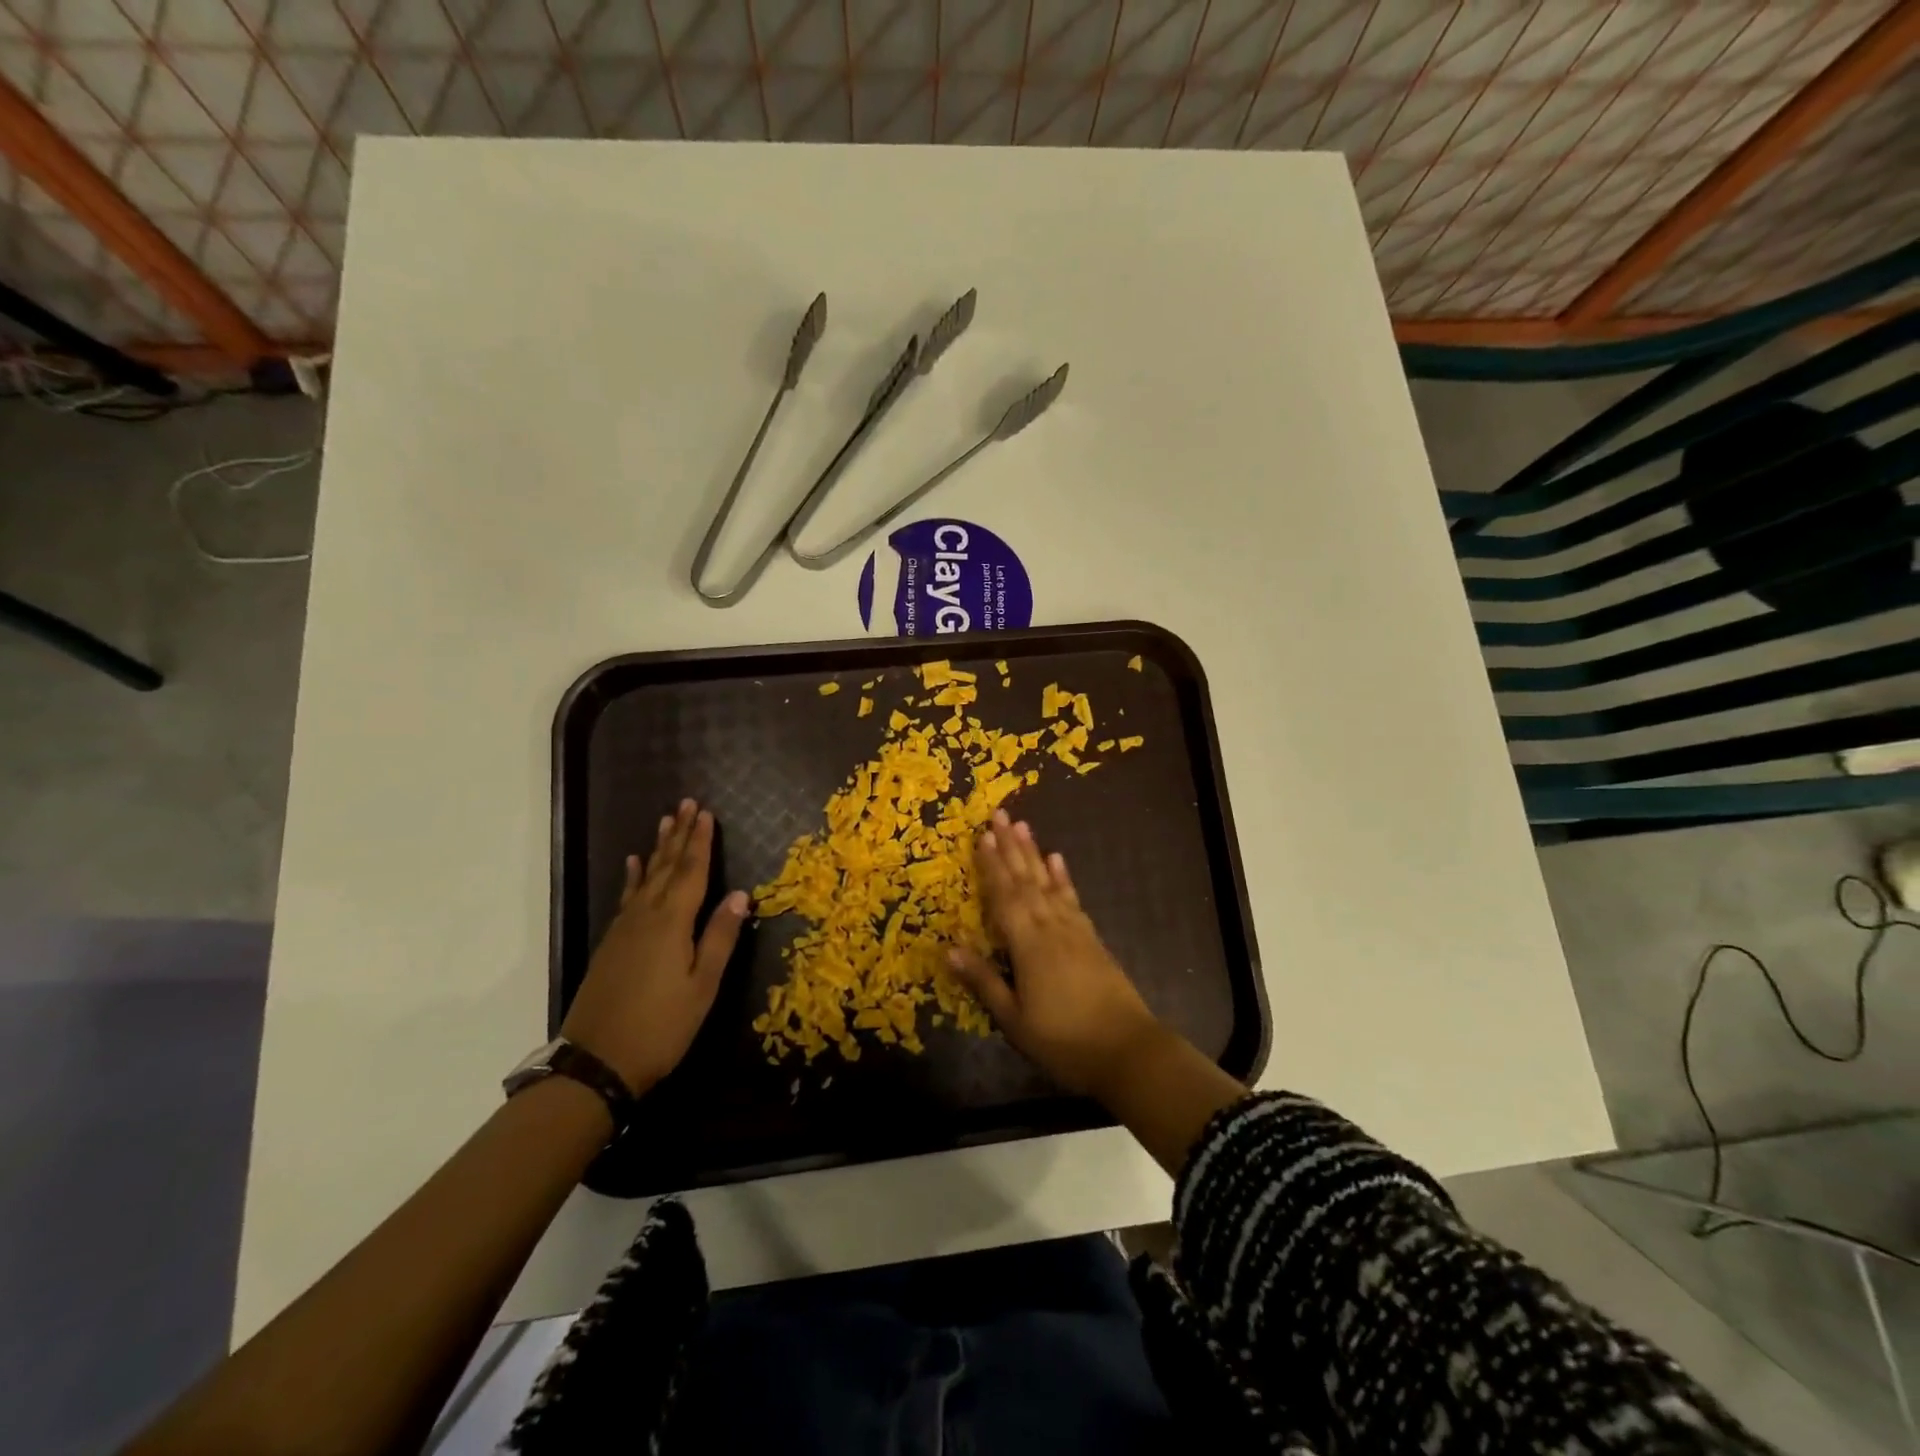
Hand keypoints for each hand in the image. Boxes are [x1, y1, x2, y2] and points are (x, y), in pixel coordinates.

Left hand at [561, 799, 747, 1095]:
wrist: (597, 1062)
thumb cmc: (661, 1026)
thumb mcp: (702, 986)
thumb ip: (720, 937)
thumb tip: (739, 894)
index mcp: (672, 923)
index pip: (691, 872)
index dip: (700, 842)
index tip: (706, 813)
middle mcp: (645, 916)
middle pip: (665, 867)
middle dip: (679, 835)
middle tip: (687, 804)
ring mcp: (624, 929)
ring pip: (645, 878)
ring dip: (657, 849)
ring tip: (665, 822)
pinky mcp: (611, 943)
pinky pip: (627, 896)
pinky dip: (633, 877)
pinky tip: (633, 865)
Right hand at [948, 810, 1163, 1096]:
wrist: (1128, 1051)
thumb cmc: (1063, 1040)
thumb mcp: (1015, 1019)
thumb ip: (985, 981)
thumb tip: (950, 948)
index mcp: (1028, 944)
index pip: (1004, 897)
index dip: (992, 866)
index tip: (982, 836)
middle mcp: (1051, 927)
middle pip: (1026, 880)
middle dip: (1011, 847)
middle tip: (1000, 814)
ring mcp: (1075, 930)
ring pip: (1048, 883)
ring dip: (1034, 853)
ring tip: (1024, 826)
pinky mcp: (1092, 938)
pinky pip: (1072, 899)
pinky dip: (1063, 878)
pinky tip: (1058, 861)